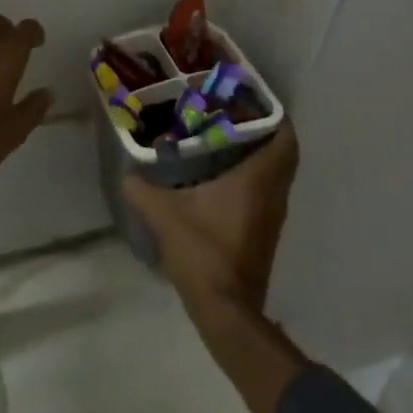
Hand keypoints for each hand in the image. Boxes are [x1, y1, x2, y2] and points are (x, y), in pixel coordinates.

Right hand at [123, 122, 298, 313]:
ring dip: (259, 158)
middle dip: (264, 133)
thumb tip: (127, 173)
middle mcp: (273, 195)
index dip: (276, 115)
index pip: (285, 138)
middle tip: (234, 118)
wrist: (226, 311)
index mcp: (258, 181)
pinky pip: (267, 195)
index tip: (253, 101)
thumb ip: (143, 191)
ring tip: (226, 142)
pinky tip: (223, 180)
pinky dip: (254, 181)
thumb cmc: (203, 252)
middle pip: (283, 154)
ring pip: (276, 176)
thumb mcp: (164, 216)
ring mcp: (273, 218)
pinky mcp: (265, 235)